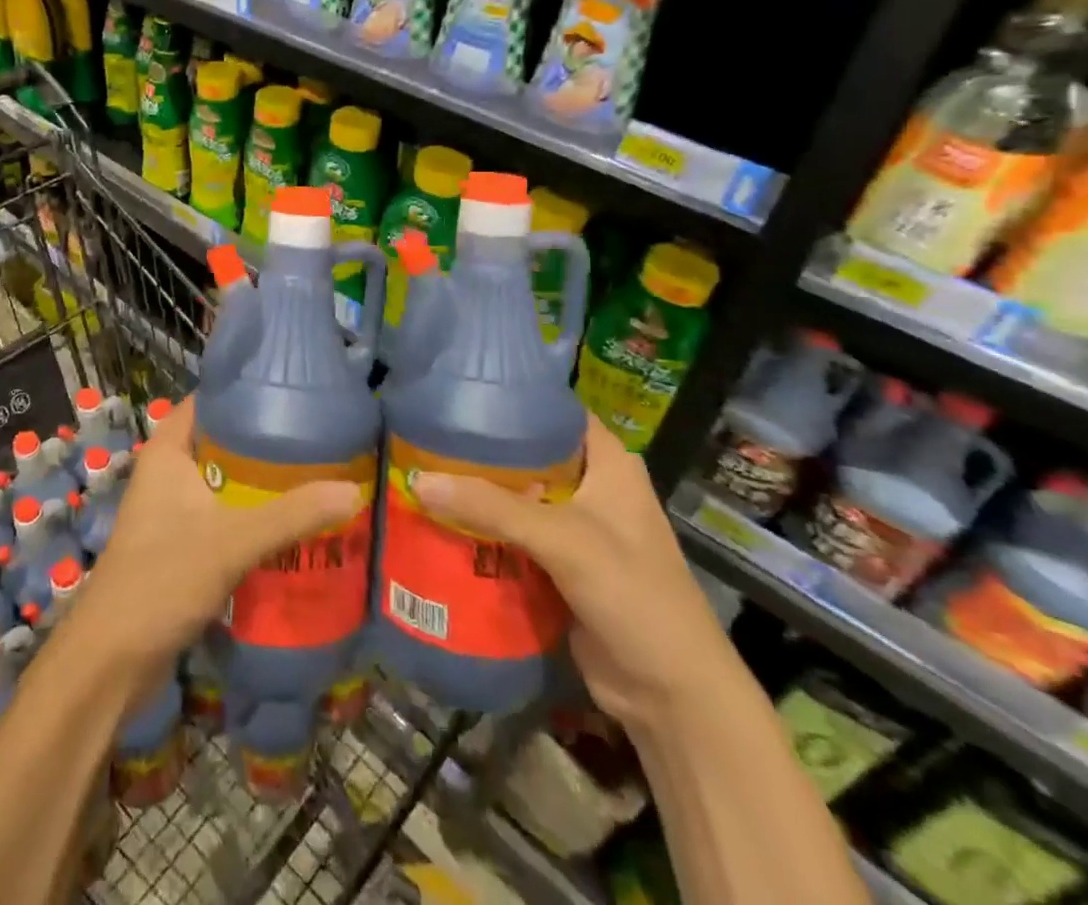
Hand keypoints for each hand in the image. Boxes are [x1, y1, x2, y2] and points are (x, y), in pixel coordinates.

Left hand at [71, 396, 362, 669]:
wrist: (110, 661)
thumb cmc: (161, 579)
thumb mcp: (232, 541)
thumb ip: (292, 515)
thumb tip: (353, 491)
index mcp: (168, 452)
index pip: (207, 401)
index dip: (244, 391)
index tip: (291, 390)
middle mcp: (168, 475)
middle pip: (222, 443)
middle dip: (265, 443)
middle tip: (318, 437)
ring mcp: (173, 513)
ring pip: (225, 485)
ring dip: (261, 485)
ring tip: (316, 477)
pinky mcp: (181, 549)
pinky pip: (224, 520)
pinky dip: (252, 519)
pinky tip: (292, 527)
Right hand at [410, 415, 735, 730]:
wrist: (672, 696)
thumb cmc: (633, 595)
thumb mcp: (563, 541)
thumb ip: (491, 507)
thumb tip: (416, 480)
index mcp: (608, 463)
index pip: (554, 410)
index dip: (511, 396)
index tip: (458, 391)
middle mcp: (591, 487)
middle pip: (527, 453)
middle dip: (481, 448)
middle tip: (425, 433)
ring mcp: (575, 528)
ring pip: (516, 496)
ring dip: (476, 491)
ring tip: (419, 468)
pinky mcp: (559, 565)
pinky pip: (512, 534)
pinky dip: (482, 528)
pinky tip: (439, 518)